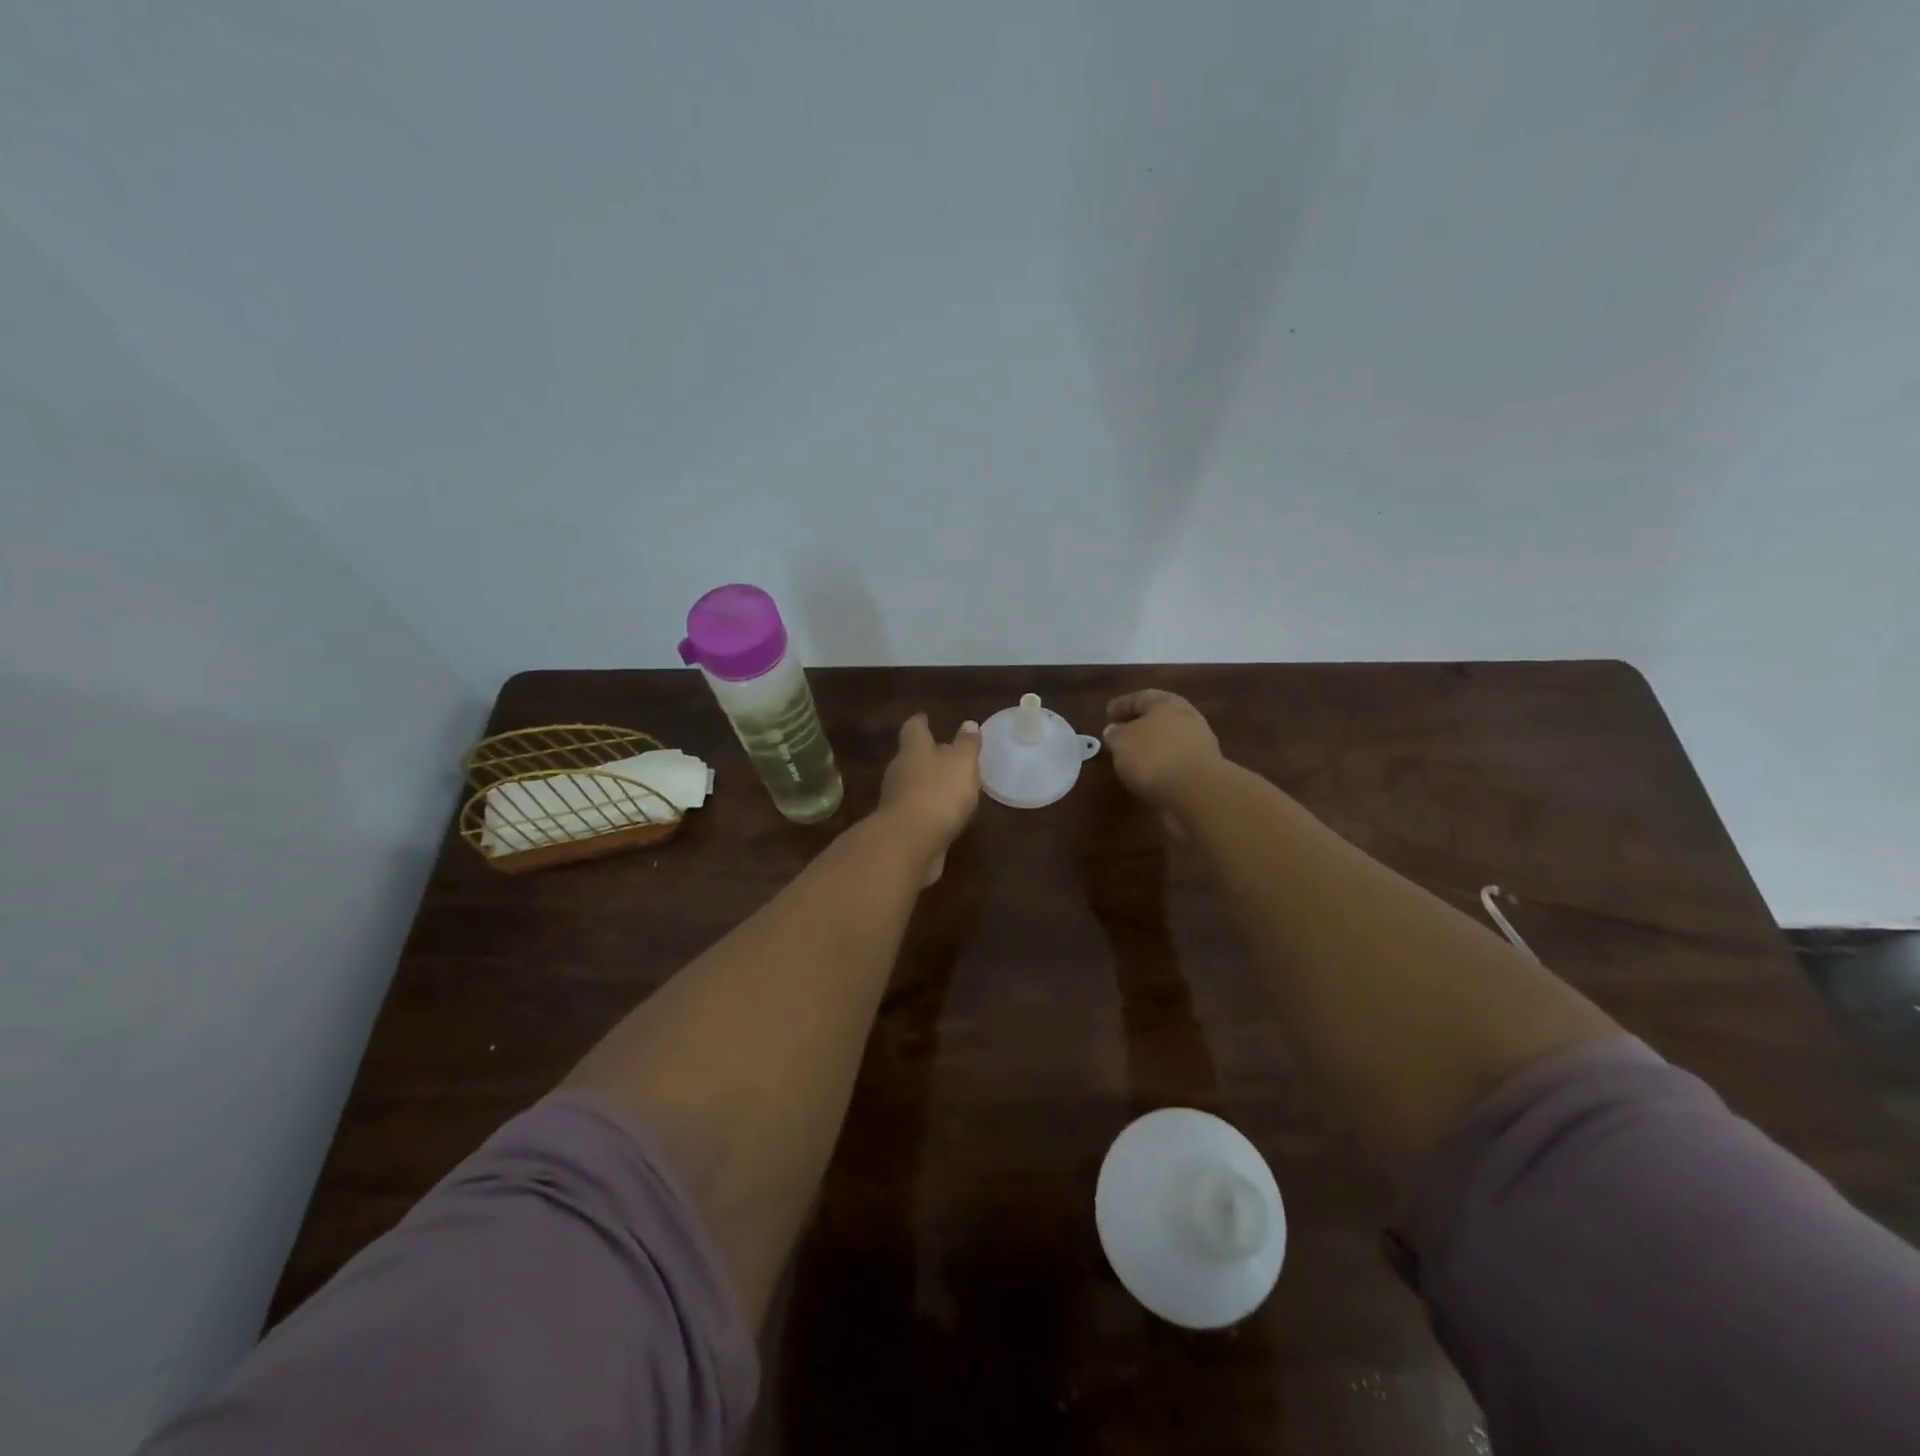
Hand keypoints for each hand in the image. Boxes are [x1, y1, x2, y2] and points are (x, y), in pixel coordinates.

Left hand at [876, 714, 981, 883]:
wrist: (909, 844)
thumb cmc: (938, 793)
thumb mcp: (962, 763)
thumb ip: (967, 745)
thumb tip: (968, 724)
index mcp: (914, 750)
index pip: (914, 728)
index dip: (921, 722)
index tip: (926, 718)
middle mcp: (900, 771)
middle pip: (912, 757)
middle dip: (927, 755)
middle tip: (946, 754)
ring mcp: (897, 800)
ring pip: (914, 785)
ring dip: (929, 784)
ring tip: (951, 786)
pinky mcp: (901, 827)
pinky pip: (917, 811)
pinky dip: (929, 809)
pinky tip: (945, 815)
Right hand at [1103, 690, 1223, 822]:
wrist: (1197, 791)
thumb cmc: (1153, 756)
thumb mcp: (1121, 742)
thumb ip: (1115, 734)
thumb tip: (1115, 730)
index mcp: (1166, 702)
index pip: (1140, 697)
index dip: (1121, 705)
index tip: (1107, 715)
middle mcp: (1187, 716)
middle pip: (1158, 716)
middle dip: (1138, 724)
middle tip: (1120, 735)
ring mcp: (1199, 742)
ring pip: (1168, 738)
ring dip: (1151, 745)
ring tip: (1133, 758)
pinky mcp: (1204, 767)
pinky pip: (1176, 759)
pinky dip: (1162, 762)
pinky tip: (1150, 773)